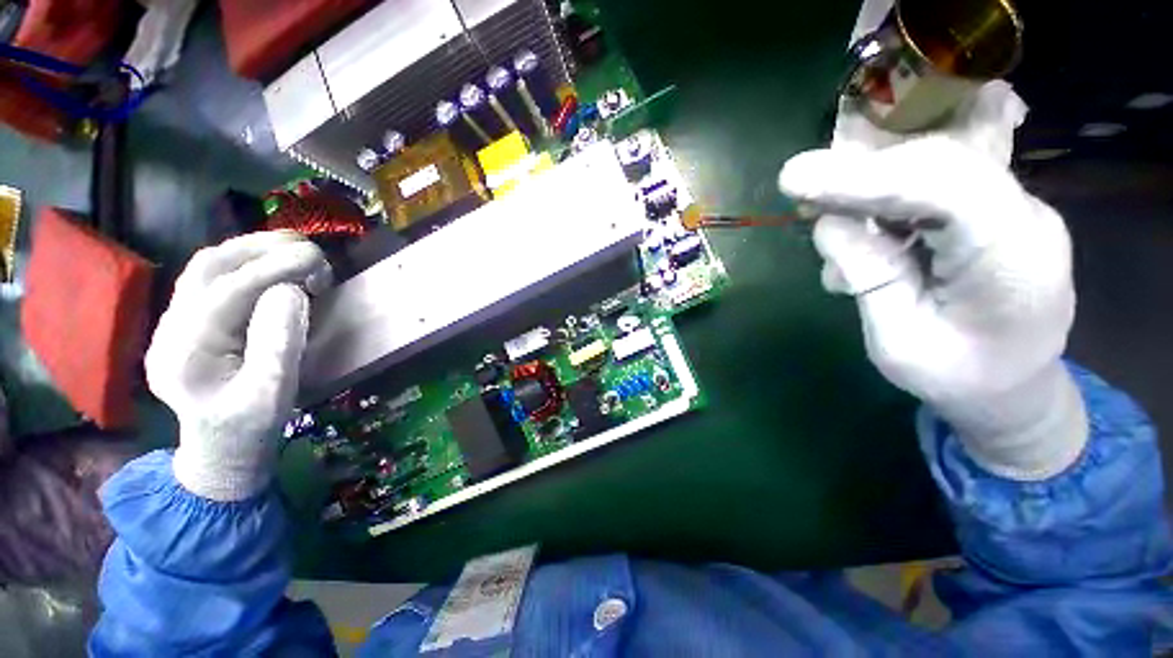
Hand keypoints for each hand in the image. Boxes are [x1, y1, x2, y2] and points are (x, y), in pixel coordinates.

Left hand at [145, 232, 330, 500]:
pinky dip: (245, 262)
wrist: (219, 449)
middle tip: (310, 250)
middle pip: (209, 268)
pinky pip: (211, 278)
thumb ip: (280, 343)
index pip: (228, 292)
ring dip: (252, 250)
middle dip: (261, 249)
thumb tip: (293, 291)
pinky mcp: (186, 321)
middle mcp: (170, 329)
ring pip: (206, 267)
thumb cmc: (250, 427)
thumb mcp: (274, 394)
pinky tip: (273, 267)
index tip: (318, 259)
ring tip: (296, 250)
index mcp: (186, 354)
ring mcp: (173, 323)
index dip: (274, 268)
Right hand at [780, 85, 1086, 480]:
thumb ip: (865, 275)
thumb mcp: (896, 343)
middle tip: (805, 175)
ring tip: (829, 220)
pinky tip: (856, 222)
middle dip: (865, 160)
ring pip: (932, 161)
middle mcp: (1019, 214)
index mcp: (1014, 257)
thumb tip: (829, 224)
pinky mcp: (983, 212)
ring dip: (869, 177)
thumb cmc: (958, 383)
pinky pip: (932, 178)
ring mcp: (1006, 207)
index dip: (861, 178)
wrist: (1010, 395)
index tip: (793, 179)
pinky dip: (885, 187)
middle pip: (938, 156)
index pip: (937, 190)